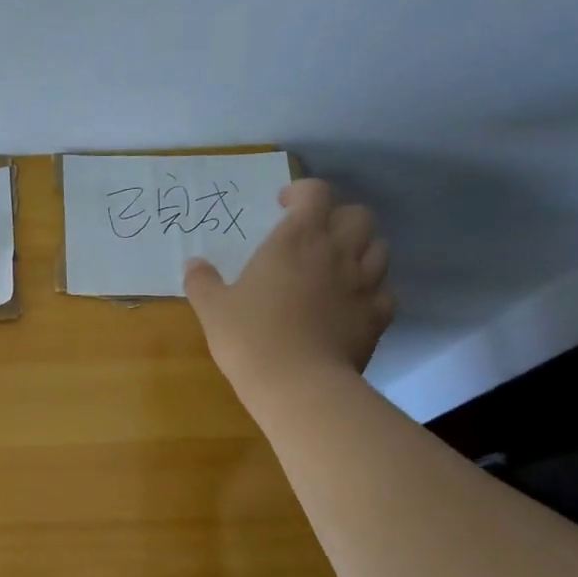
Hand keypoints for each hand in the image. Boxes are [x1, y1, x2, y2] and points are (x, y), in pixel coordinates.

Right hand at [184, 179, 393, 401]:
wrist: (298, 384)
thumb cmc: (250, 337)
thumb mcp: (213, 308)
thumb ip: (202, 281)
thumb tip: (193, 264)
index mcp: (296, 239)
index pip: (315, 192)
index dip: (302, 192)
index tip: (284, 206)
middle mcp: (337, 251)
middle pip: (358, 214)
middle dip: (338, 218)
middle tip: (315, 236)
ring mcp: (364, 283)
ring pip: (379, 247)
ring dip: (360, 249)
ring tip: (337, 267)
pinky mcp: (378, 315)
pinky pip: (384, 290)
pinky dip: (371, 290)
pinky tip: (351, 303)